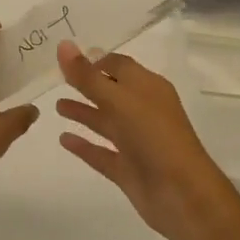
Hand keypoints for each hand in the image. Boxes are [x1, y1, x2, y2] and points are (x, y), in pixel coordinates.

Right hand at [56, 42, 239, 239]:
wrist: (182, 195)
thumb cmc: (154, 136)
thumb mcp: (119, 99)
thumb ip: (88, 76)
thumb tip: (63, 44)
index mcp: (148, 87)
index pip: (119, 65)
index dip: (95, 60)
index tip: (67, 57)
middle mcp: (143, 111)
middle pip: (111, 92)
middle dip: (87, 84)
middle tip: (56, 77)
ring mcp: (136, 142)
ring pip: (106, 121)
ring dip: (83, 112)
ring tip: (57, 106)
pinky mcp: (128, 169)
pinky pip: (102, 153)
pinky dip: (84, 146)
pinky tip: (63, 139)